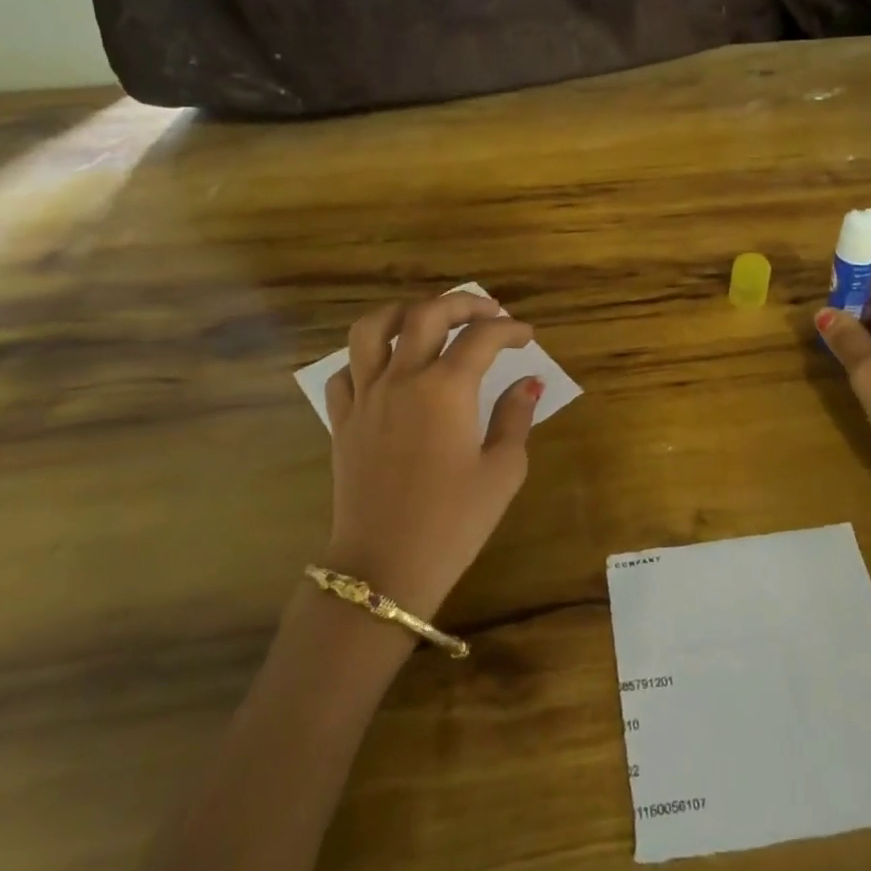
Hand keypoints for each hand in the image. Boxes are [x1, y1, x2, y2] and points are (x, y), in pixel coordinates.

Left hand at [322, 292, 542, 618]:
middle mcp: (402, 380)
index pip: (482, 337)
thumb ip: (515, 417)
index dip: (510, 329)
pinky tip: (387, 368)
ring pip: (372, 329)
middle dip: (463, 303)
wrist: (385, 567)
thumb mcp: (502, 471)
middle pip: (427, 314)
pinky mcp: (342, 421)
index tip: (526, 337)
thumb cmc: (454, 522)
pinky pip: (346, 370)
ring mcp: (365, 397)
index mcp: (446, 389)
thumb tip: (527, 383)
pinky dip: (367, 358)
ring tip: (427, 319)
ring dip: (404, 312)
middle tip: (488, 313)